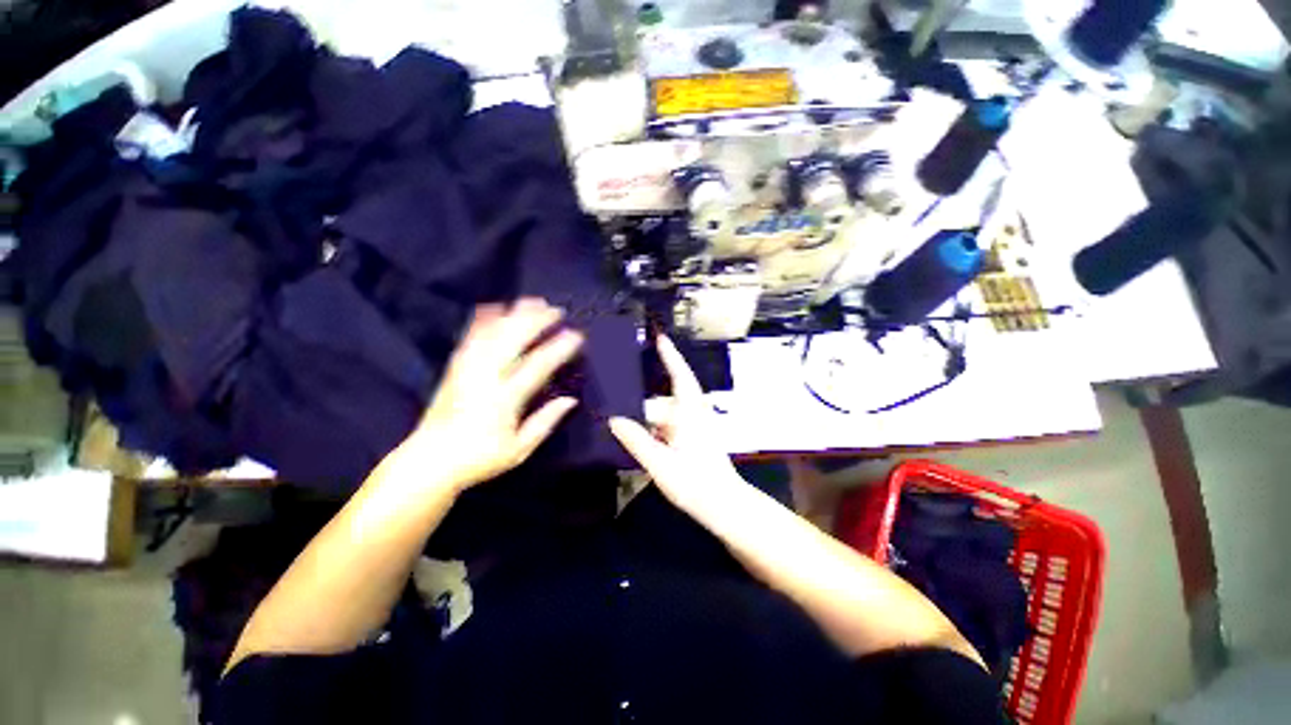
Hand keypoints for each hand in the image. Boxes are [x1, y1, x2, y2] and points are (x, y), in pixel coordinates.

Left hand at [407, 299, 583, 492]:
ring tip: (532, 301)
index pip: (536, 367)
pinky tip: (494, 307)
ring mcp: (466, 369)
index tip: (576, 335)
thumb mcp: (519, 449)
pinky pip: (470, 337)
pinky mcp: (454, 367)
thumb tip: (570, 400)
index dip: (557, 349)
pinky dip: (483, 320)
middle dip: (535, 321)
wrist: (429, 461)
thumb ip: (545, 422)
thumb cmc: (479, 459)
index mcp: (503, 400)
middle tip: (555, 309)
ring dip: (514, 315)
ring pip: (492, 334)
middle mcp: (484, 378)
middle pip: (512, 341)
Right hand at [608, 335, 744, 512]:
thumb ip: (636, 440)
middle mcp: (692, 414)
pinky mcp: (691, 440)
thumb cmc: (696, 483)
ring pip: (663, 415)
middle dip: (640, 402)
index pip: (679, 375)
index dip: (670, 355)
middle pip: (662, 400)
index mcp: (689, 413)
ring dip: (645, 418)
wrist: (724, 507)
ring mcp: (692, 428)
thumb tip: (614, 420)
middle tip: (612, 402)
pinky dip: (651, 429)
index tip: (659, 337)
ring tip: (618, 421)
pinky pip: (666, 427)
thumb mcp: (661, 463)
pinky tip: (636, 438)